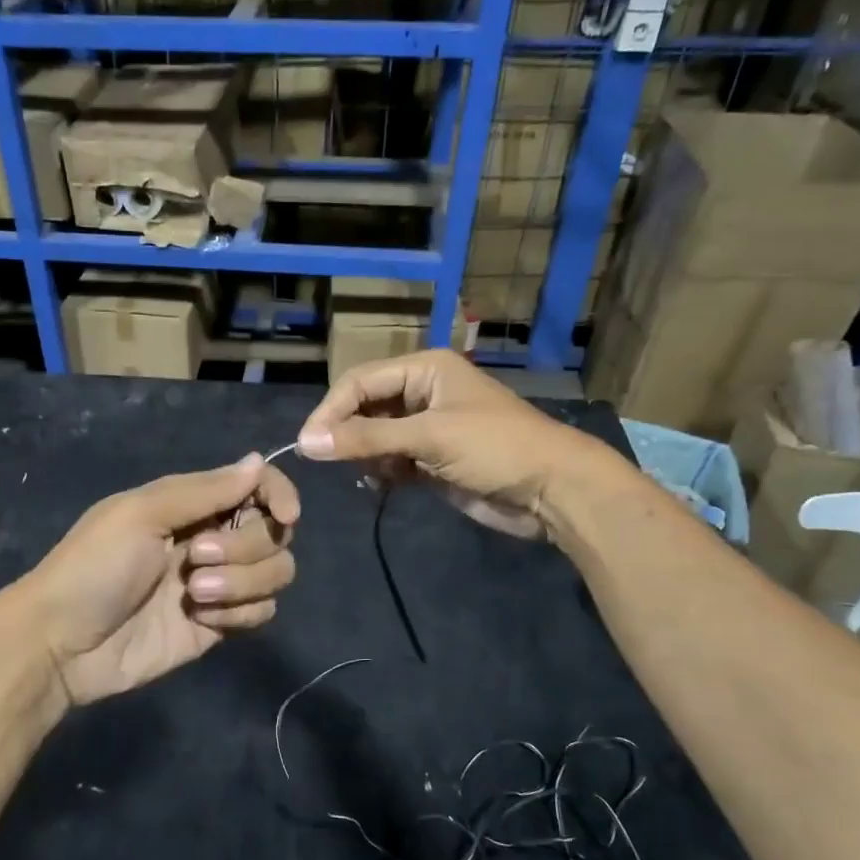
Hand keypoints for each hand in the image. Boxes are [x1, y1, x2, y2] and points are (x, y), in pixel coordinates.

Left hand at [24, 454, 299, 706]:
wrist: (62, 643)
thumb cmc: (94, 566)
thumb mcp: (141, 514)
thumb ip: (205, 490)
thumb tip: (257, 461)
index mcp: (192, 504)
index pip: (257, 486)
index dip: (279, 495)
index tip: (286, 515)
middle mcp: (212, 538)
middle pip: (272, 532)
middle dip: (243, 546)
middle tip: (195, 558)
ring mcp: (218, 584)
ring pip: (275, 573)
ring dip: (243, 582)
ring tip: (194, 594)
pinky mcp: (219, 625)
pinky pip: (261, 612)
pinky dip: (241, 613)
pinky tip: (204, 620)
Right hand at [297, 350, 596, 538]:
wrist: (552, 490)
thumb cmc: (495, 448)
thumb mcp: (429, 437)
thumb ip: (367, 439)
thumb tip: (306, 442)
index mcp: (425, 370)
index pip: (360, 381)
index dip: (330, 410)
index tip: (307, 443)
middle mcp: (422, 393)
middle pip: (365, 407)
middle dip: (347, 433)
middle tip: (330, 461)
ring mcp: (427, 428)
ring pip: (375, 436)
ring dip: (365, 455)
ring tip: (369, 473)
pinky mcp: (432, 459)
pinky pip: (391, 460)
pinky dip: (381, 472)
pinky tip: (382, 484)